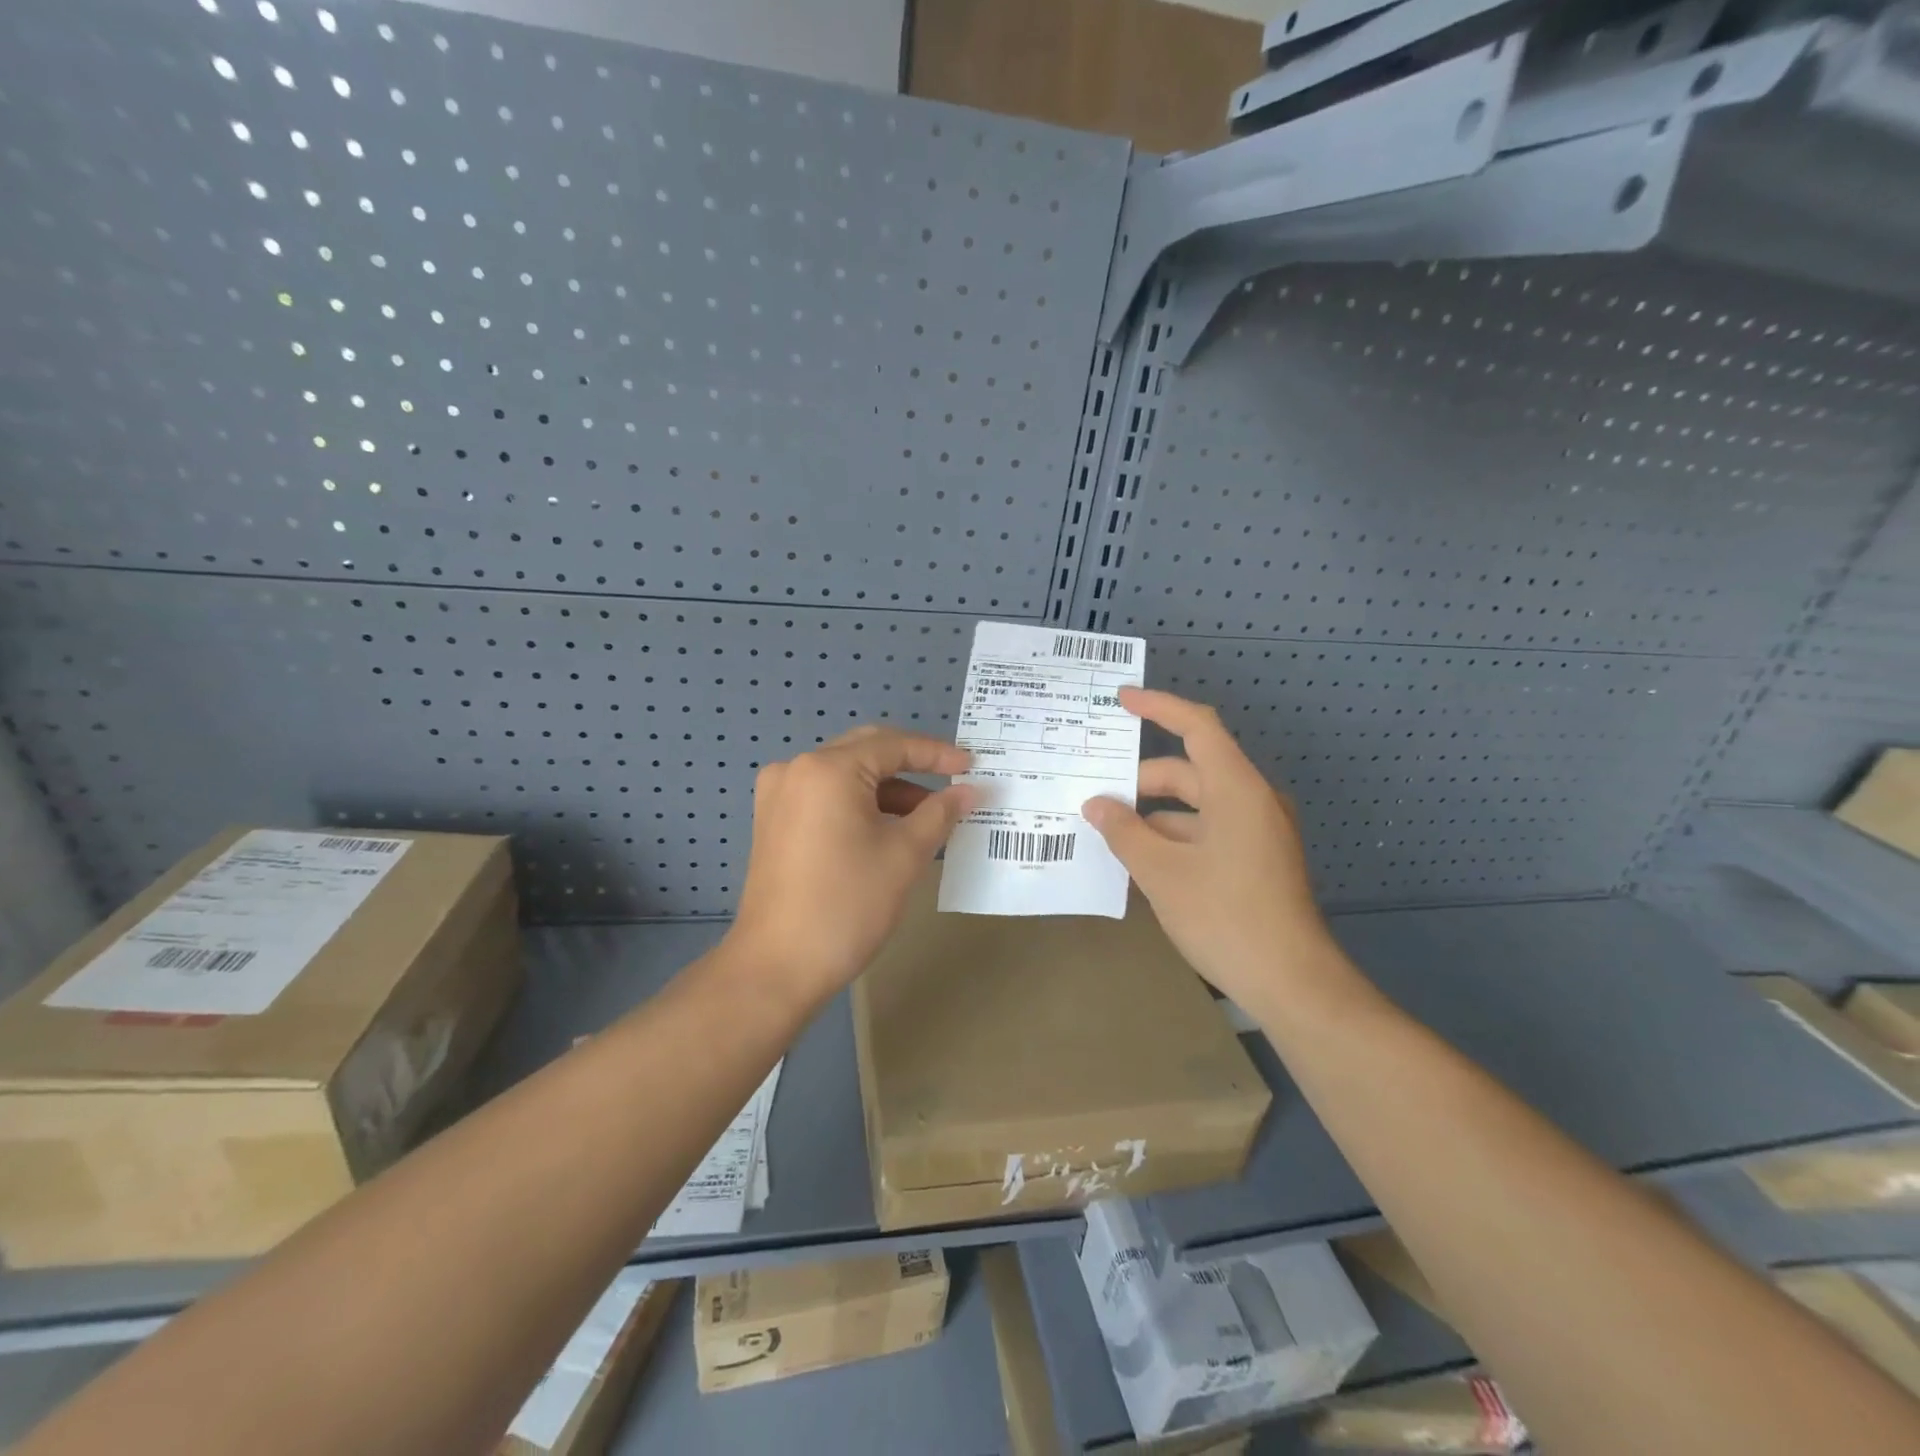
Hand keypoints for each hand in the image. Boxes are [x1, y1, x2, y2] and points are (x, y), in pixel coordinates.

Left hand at [727, 726, 974, 1002]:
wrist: (777, 967)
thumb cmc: (847, 904)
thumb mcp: (904, 855)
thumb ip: (940, 813)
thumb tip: (970, 791)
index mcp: (828, 769)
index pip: (893, 745)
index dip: (937, 754)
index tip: (973, 766)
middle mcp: (797, 769)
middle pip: (866, 751)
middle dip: (912, 766)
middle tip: (952, 782)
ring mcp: (779, 794)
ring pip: (846, 775)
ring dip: (887, 789)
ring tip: (928, 817)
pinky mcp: (773, 820)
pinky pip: (826, 796)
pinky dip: (860, 804)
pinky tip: (889, 829)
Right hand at [1081, 688, 1332, 1005]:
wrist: (1292, 983)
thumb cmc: (1225, 917)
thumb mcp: (1162, 873)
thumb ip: (1124, 832)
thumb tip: (1096, 805)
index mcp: (1236, 789)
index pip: (1196, 727)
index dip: (1158, 706)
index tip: (1120, 699)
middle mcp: (1251, 801)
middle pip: (1189, 771)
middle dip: (1140, 781)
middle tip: (1095, 796)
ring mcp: (1257, 832)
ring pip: (1196, 806)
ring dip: (1153, 815)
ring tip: (1108, 833)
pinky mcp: (1255, 860)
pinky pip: (1207, 832)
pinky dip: (1173, 838)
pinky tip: (1140, 862)